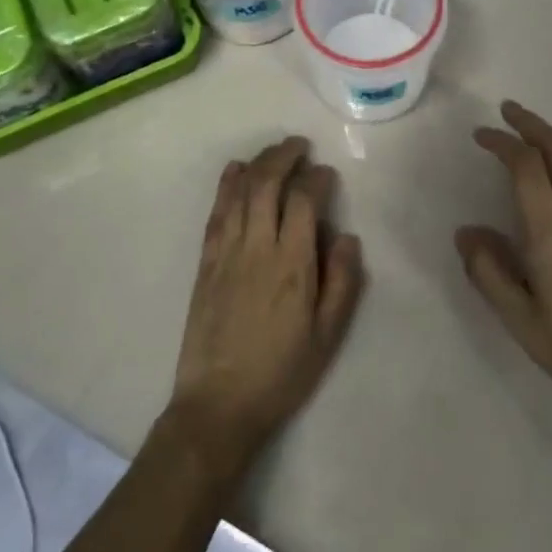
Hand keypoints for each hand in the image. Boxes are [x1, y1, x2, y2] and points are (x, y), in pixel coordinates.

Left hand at [165, 138, 364, 476]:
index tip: (327, 174)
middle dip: (285, 156)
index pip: (304, 201)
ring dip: (258, 163)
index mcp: (292, 265)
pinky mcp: (206, 263)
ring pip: (240, 192)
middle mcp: (257, 248)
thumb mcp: (328, 336)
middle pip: (267, 184)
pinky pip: (217, 213)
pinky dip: (227, 186)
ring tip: (275, 151)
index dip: (317, 179)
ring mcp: (226, 253)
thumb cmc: (281, 373)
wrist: (218, 405)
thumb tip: (346, 236)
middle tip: (301, 146)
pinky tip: (235, 170)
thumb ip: (342, 282)